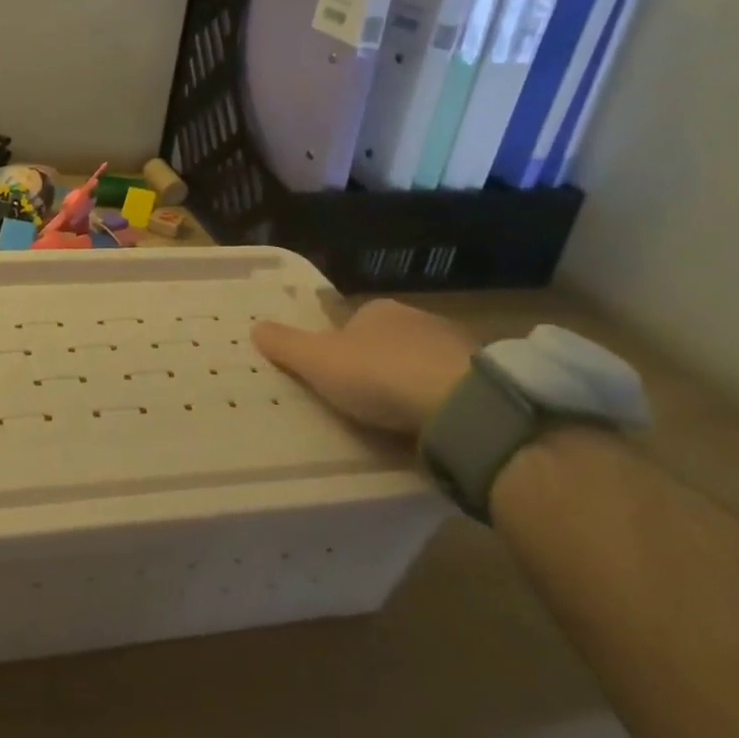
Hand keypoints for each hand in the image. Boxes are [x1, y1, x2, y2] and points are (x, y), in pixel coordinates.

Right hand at [251, 298, 475, 440]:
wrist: (461, 405)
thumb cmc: (379, 374)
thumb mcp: (317, 361)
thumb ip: (286, 345)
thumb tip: (255, 326)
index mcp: (378, 310)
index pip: (352, 322)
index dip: (339, 346)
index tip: (333, 374)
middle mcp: (418, 320)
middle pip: (387, 342)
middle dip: (376, 365)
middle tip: (361, 400)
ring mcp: (455, 349)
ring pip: (421, 364)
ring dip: (410, 385)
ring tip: (396, 420)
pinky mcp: (483, 381)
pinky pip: (450, 390)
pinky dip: (438, 404)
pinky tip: (429, 426)